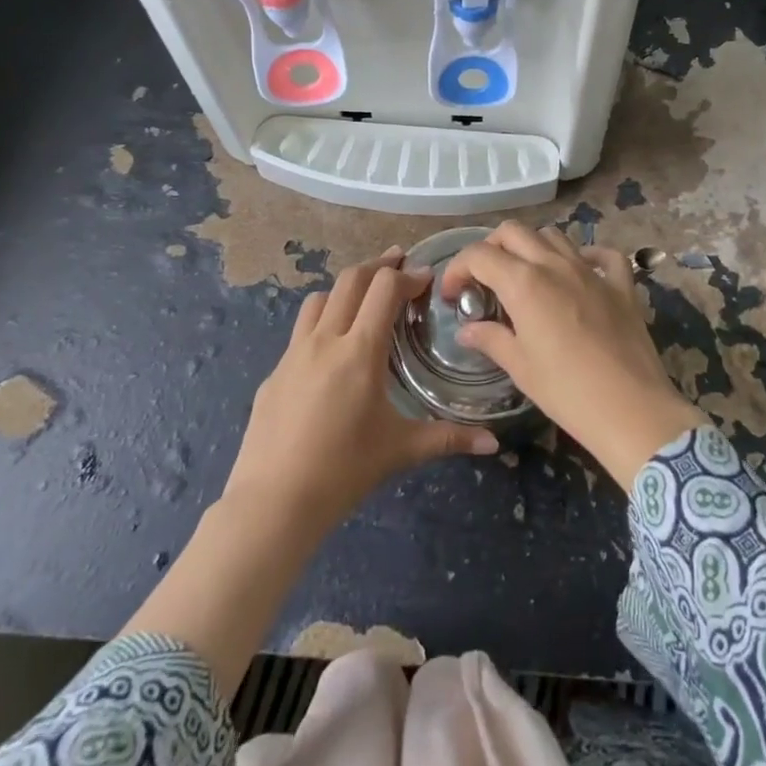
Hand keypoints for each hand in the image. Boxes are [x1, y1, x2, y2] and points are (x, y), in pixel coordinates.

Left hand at [225, 247, 500, 537]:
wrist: (272, 502)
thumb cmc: (344, 470)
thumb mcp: (401, 450)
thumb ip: (449, 438)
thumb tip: (493, 443)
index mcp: (360, 350)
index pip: (384, 288)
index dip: (408, 275)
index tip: (426, 278)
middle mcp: (325, 340)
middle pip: (351, 280)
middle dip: (378, 266)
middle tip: (399, 263)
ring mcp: (293, 354)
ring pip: (320, 299)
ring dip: (346, 288)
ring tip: (364, 299)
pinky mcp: (275, 373)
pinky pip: (301, 331)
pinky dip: (323, 322)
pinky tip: (332, 351)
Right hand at [442, 223, 706, 487]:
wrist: (632, 410)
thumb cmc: (567, 392)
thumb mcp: (520, 368)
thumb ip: (490, 339)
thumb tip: (467, 330)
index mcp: (524, 283)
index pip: (479, 255)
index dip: (458, 269)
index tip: (453, 295)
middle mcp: (556, 265)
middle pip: (514, 232)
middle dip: (490, 248)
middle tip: (484, 281)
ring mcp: (592, 271)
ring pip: (554, 236)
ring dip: (532, 247)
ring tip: (525, 277)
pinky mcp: (622, 285)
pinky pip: (604, 256)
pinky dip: (586, 256)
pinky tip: (580, 273)